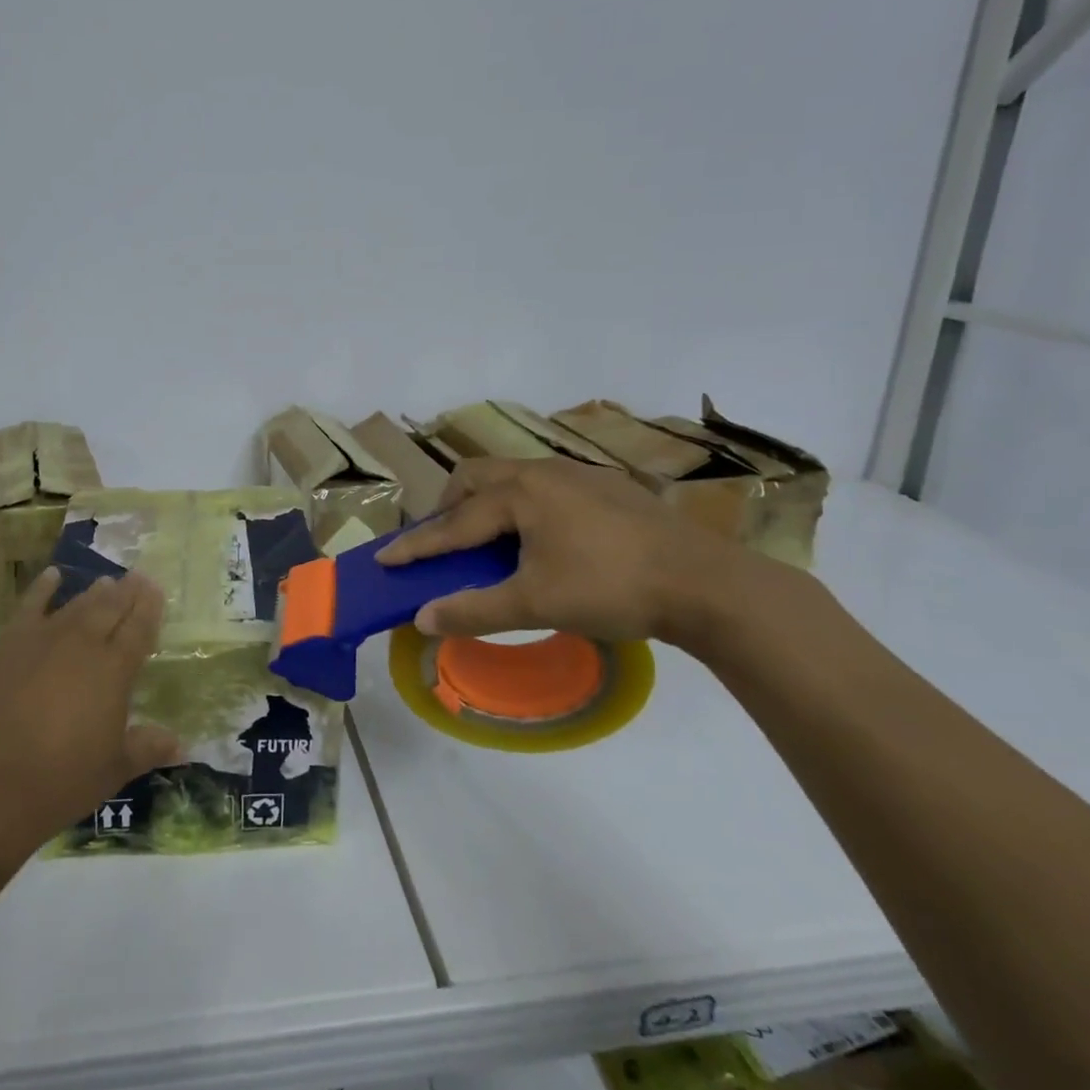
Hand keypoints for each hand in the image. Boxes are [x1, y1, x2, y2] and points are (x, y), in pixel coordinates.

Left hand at [0, 569, 180, 859]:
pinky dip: (43, 588)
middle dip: (127, 591)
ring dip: (94, 592)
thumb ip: (147, 748)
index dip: (150, 607)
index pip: (139, 628)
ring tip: (107, 581)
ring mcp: (43, 639)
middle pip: (110, 608)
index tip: (157, 588)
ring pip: (76, 605)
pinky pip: (30, 606)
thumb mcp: (113, 770)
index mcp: (114, 670)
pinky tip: (53, 575)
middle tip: (138, 576)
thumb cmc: (61, 781)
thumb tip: (182, 746)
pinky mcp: (9, 644)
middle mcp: (83, 644)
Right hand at [376, 455, 777, 647]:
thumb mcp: (535, 604)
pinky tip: (545, 536)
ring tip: (491, 539)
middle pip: (475, 478)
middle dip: (449, 507)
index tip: (383, 557)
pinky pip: (545, 485)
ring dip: (487, 503)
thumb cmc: (610, 588)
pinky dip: (523, 505)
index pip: (452, 523)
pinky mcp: (606, 486)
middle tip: (445, 541)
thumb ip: (473, 610)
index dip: (416, 545)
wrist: (706, 583)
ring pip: (512, 477)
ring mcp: (577, 474)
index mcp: (518, 493)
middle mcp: (540, 471)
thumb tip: (421, 618)